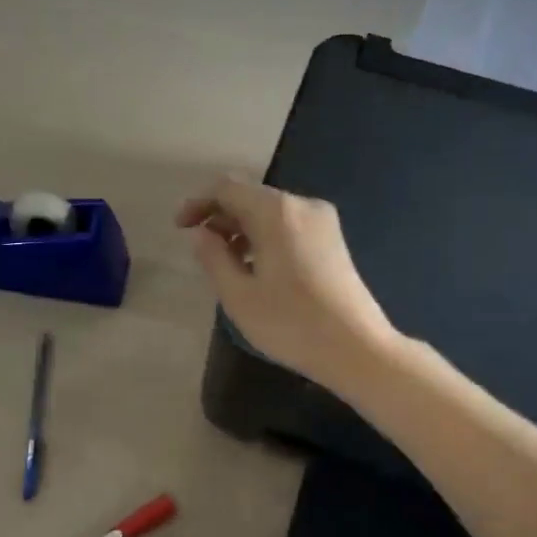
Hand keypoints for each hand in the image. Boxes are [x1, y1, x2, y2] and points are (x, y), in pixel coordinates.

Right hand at [177, 177, 397, 390]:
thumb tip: (202, 234)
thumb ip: (213, 258)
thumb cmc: (291, 323)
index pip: (227, 188)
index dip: (199, 203)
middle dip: (221, 217)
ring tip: (227, 264)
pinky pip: (288, 225)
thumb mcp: (239, 295)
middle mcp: (301, 205)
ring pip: (270, 212)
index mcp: (276, 212)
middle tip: (201, 250)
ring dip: (242, 229)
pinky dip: (265, 237)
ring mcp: (322, 221)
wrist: (357, 348)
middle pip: (250, 197)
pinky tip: (257, 269)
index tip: (180, 228)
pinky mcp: (333, 240)